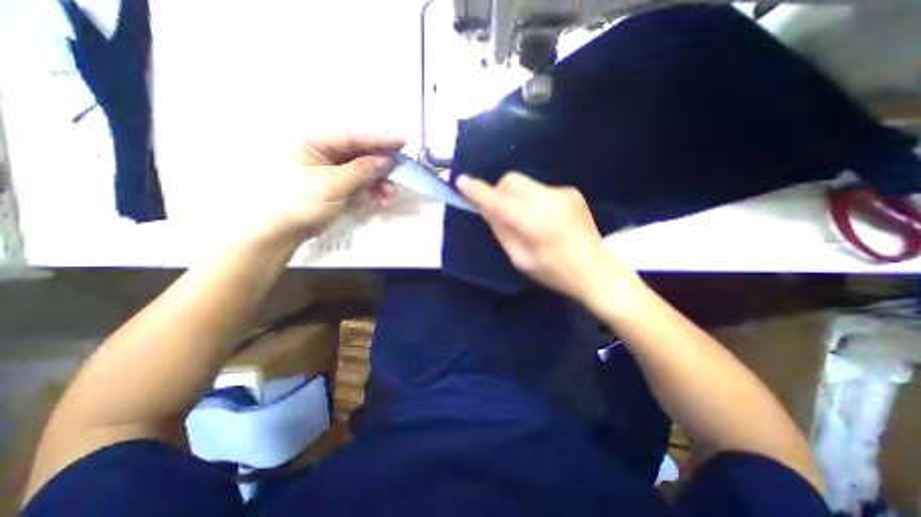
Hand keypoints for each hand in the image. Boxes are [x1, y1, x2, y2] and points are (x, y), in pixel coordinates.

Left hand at [256, 132, 403, 245]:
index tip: (401, 142)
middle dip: (381, 164)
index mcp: (313, 142)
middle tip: (400, 171)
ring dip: (379, 181)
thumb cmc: (300, 202)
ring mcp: (331, 168)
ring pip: (363, 169)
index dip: (378, 139)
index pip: (350, 136)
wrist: (284, 230)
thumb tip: (386, 160)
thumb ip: (361, 170)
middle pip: (359, 152)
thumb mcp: (332, 184)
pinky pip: (360, 181)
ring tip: (390, 193)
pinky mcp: (337, 183)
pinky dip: (372, 190)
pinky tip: (380, 200)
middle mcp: (323, 151)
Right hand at [459, 170, 642, 306]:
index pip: (498, 200)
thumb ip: (502, 231)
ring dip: (515, 196)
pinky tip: (544, 218)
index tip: (461, 181)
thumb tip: (488, 209)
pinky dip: (532, 199)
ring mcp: (562, 193)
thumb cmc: (554, 272)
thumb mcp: (520, 259)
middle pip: (511, 180)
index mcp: (534, 222)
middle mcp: (548, 200)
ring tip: (525, 219)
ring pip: (525, 183)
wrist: (596, 271)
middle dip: (499, 191)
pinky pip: (540, 189)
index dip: (478, 191)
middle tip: (499, 212)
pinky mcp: (571, 192)